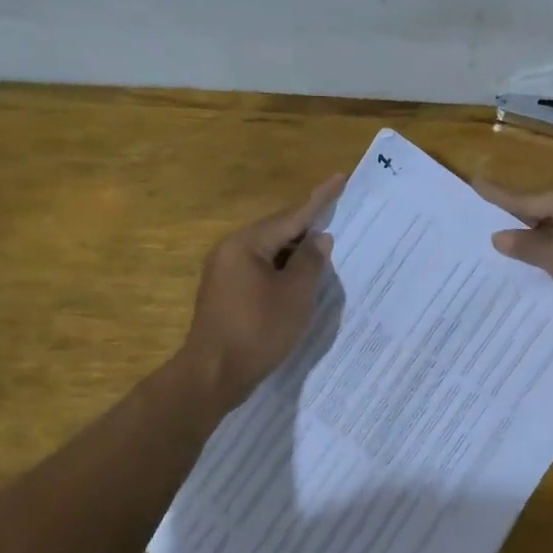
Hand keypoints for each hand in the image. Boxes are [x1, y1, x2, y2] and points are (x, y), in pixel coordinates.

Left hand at [180, 175, 343, 411]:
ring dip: (296, 252)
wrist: (213, 375)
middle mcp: (230, 251)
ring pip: (269, 253)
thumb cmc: (258, 331)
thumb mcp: (295, 295)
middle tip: (337, 215)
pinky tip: (300, 279)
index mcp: (246, 245)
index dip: (319, 199)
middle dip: (307, 227)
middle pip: (277, 232)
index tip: (340, 178)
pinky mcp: (226, 295)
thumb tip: (319, 238)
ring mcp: (224, 274)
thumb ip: (310, 262)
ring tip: (325, 249)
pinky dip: (283, 271)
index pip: (291, 216)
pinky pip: (261, 271)